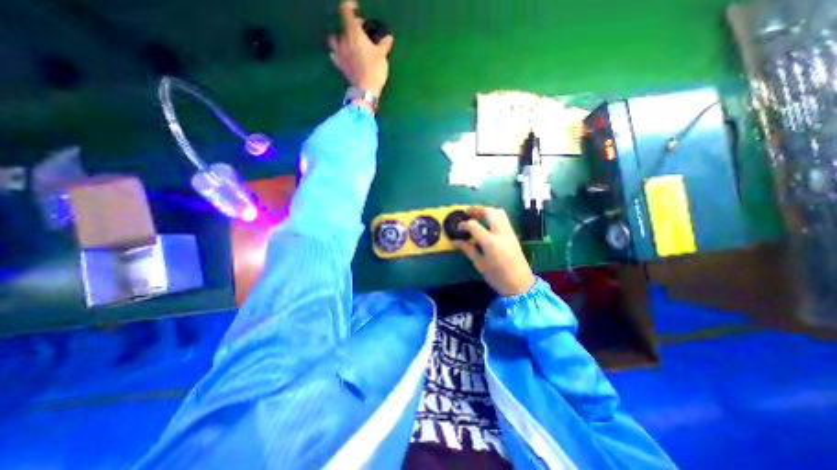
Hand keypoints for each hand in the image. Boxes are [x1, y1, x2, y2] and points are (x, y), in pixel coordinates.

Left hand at [326, 0, 391, 97]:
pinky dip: (337, 54)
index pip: (345, 10)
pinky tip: (343, 56)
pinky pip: (334, 56)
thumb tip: (388, 38)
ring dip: (340, 38)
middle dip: (351, 26)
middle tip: (360, 32)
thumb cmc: (374, 69)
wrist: (366, 89)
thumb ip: (384, 44)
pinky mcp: (340, 66)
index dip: (350, 6)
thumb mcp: (382, 55)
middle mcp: (343, 40)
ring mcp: (340, 53)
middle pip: (342, 26)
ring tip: (349, 43)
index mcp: (353, 32)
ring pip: (334, 40)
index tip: (356, 8)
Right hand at [451, 205, 534, 295]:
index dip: (464, 224)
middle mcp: (501, 233)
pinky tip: (487, 222)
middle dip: (477, 210)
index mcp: (490, 242)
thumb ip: (468, 250)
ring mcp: (509, 233)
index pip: (474, 225)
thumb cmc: (497, 277)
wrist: (520, 284)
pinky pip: (504, 219)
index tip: (459, 227)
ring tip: (477, 215)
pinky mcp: (514, 235)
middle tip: (468, 212)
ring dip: (487, 210)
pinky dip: (494, 216)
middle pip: (489, 212)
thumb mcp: (480, 264)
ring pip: (499, 212)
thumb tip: (456, 241)